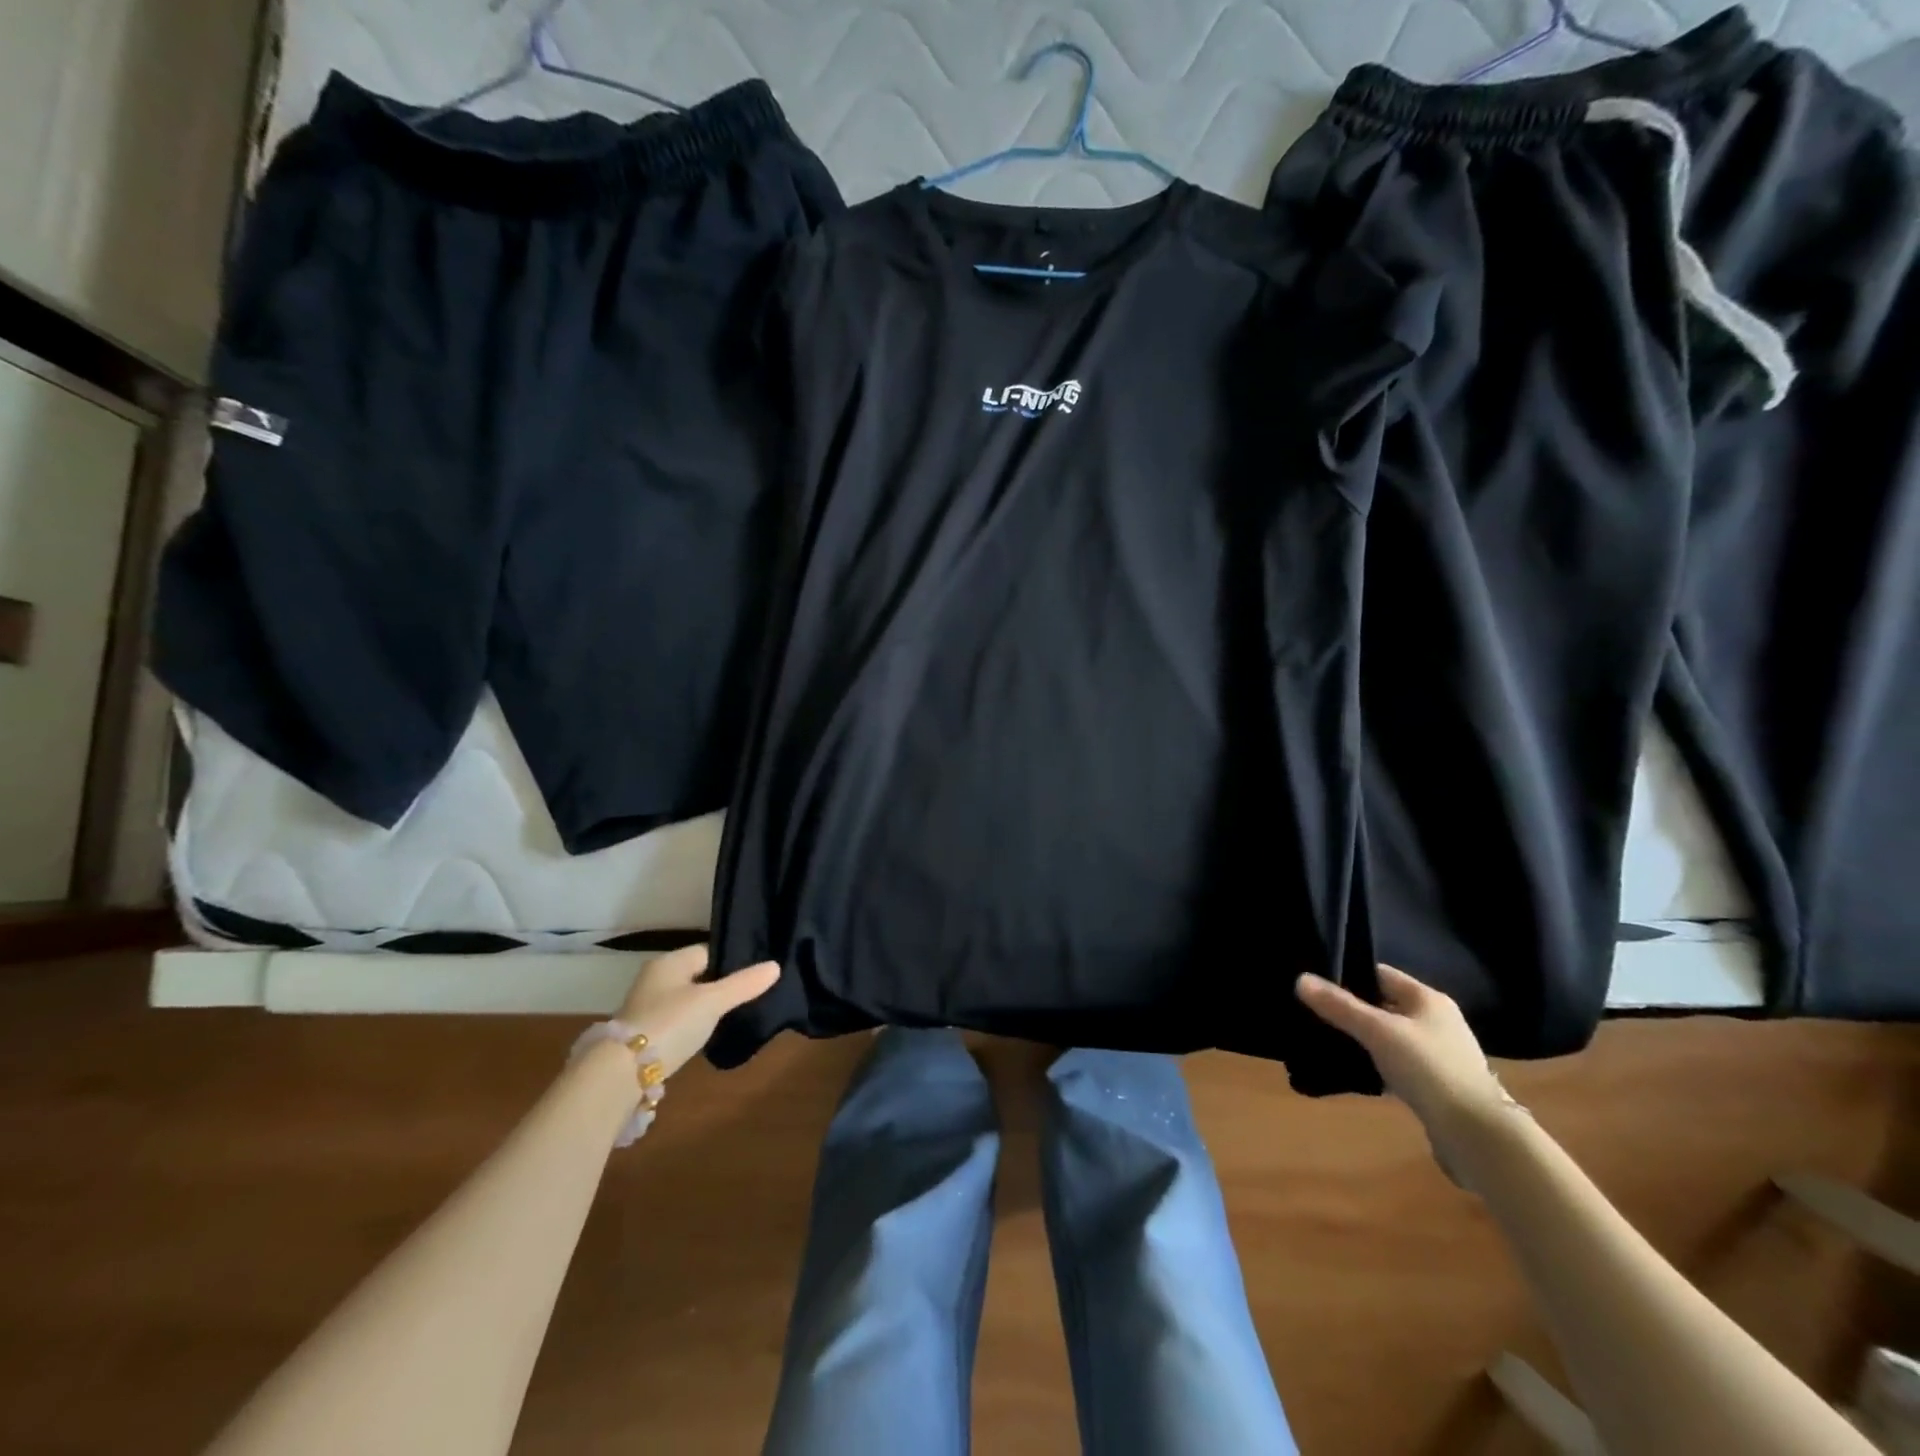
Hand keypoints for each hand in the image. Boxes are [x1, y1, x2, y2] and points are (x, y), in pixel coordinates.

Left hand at [617, 945, 779, 1078]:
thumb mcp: (713, 1001)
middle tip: (750, 994)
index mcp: (670, 962)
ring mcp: (647, 1007)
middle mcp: (655, 978)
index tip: (756, 972)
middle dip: (720, 984)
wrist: (622, 1072)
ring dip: (705, 1006)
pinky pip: (677, 1020)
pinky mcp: (644, 1034)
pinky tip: (707, 1035)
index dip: (732, 960)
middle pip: (697, 975)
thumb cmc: (670, 1023)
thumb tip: (776, 966)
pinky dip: (692, 1025)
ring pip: (687, 999)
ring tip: (734, 1015)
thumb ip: (744, 984)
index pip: (708, 951)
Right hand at [1295, 964, 1518, 1182]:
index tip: (1316, 983)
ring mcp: (1440, 1054)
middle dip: (1352, 1009)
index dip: (1348, 975)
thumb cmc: (1429, 1069)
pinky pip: (1398, 1063)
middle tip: (1314, 1012)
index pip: (1380, 974)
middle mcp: (1437, 1021)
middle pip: (1384, 1005)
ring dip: (1364, 1039)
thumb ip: (1339, 1006)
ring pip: (1390, 1036)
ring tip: (1328, 1041)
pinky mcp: (1438, 1084)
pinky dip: (1377, 1063)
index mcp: (1428, 999)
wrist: (1478, 1136)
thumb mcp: (1378, 1032)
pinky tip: (1356, 1071)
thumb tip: (1300, 979)